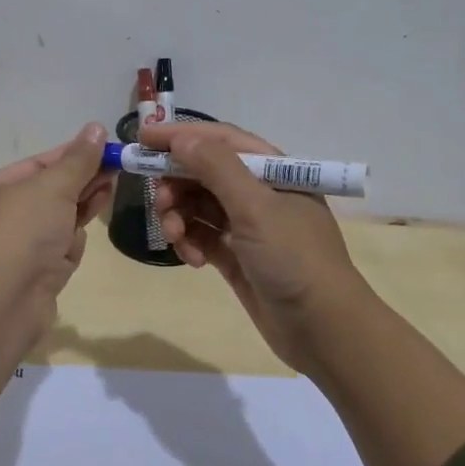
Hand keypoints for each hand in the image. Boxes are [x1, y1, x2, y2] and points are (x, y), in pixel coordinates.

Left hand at [0, 123, 113, 312]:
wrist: (5, 299)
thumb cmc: (23, 230)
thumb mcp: (53, 186)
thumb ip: (78, 160)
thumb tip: (96, 128)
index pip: (38, 165)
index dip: (72, 155)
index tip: (104, 147)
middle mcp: (3, 217)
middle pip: (50, 192)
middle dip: (82, 179)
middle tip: (117, 166)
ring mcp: (20, 248)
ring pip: (58, 220)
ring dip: (82, 205)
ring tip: (110, 188)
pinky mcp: (37, 274)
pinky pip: (60, 248)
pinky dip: (73, 240)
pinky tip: (85, 233)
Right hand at [140, 120, 371, 377]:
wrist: (323, 329)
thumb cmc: (293, 258)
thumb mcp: (255, 207)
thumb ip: (217, 167)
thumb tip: (181, 138)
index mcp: (272, 171)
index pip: (220, 140)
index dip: (180, 136)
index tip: (141, 139)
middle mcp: (259, 193)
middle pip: (204, 173)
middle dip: (176, 184)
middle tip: (159, 202)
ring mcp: (248, 226)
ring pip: (198, 206)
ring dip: (180, 216)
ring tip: (176, 237)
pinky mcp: (237, 256)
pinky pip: (202, 237)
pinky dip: (190, 243)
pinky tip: (191, 260)